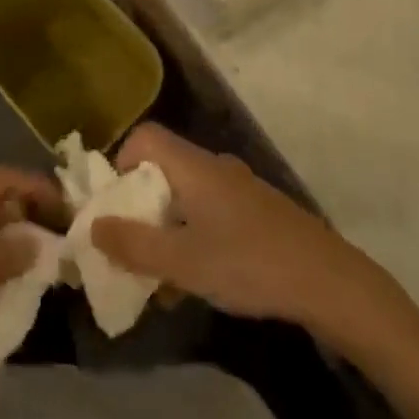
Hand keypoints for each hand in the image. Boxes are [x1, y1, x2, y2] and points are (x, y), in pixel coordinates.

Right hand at [91, 125, 391, 336]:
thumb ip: (135, 244)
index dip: (120, 165)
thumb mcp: (183, 262)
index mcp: (193, 166)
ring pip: (185, 196)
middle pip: (162, 169)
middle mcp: (213, 166)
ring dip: (166, 229)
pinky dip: (192, 237)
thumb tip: (92, 225)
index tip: (113, 208)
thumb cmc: (248, 263)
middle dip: (139, 208)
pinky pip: (209, 212)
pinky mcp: (255, 211)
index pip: (145, 138)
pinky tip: (198, 280)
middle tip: (130, 249)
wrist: (326, 279)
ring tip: (161, 278)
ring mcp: (237, 187)